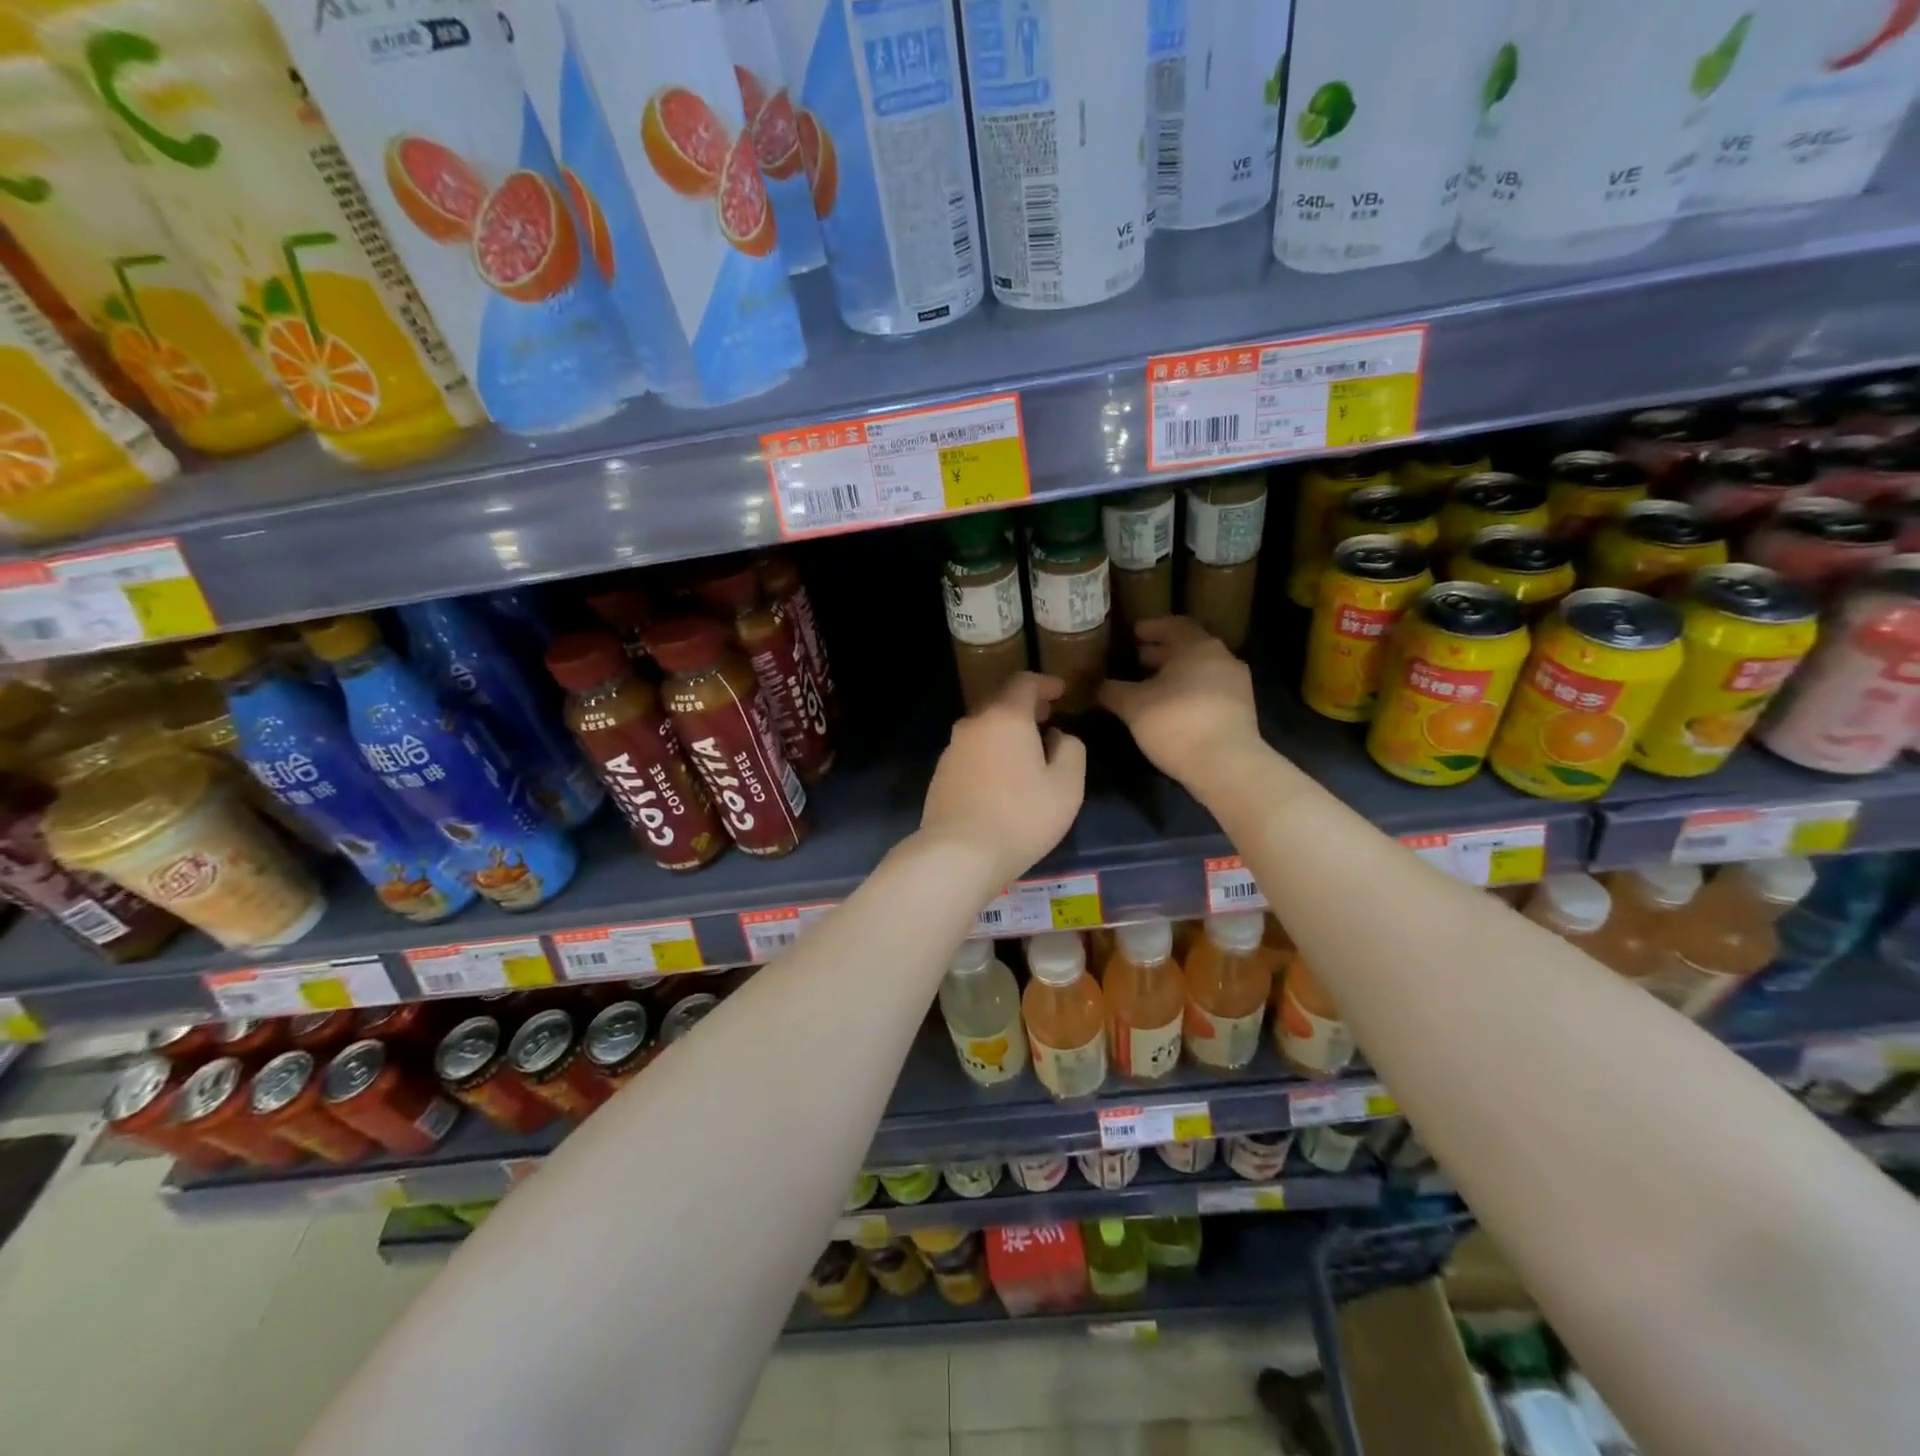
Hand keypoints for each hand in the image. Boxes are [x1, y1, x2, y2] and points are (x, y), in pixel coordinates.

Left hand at [920, 672, 1085, 886]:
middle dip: (1025, 706)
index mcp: (1006, 717)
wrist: (959, 854)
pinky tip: (1000, 777)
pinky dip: (989, 752)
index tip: (1060, 692)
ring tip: (1025, 750)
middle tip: (1046, 718)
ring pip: (983, 728)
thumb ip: (1071, 750)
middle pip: (1000, 702)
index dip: (1045, 683)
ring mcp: (952, 749)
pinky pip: (971, 752)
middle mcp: (974, 724)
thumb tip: (1058, 736)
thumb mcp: (1067, 785)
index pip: (1024, 683)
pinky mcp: (940, 774)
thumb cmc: (1022, 816)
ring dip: (1005, 732)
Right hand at [1099, 618, 1261, 788]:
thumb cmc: (1176, 723)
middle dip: (1162, 652)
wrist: (1226, 765)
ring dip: (1176, 674)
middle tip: (1137, 659)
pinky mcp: (1241, 710)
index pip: (1174, 625)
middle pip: (1189, 648)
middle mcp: (1221, 658)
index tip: (1134, 633)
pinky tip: (1170, 708)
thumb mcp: (1133, 707)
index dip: (1153, 627)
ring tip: (1150, 686)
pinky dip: (1189, 692)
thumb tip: (1100, 685)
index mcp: (1197, 647)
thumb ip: (1114, 691)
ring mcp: (1236, 685)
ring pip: (1200, 670)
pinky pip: (1209, 691)